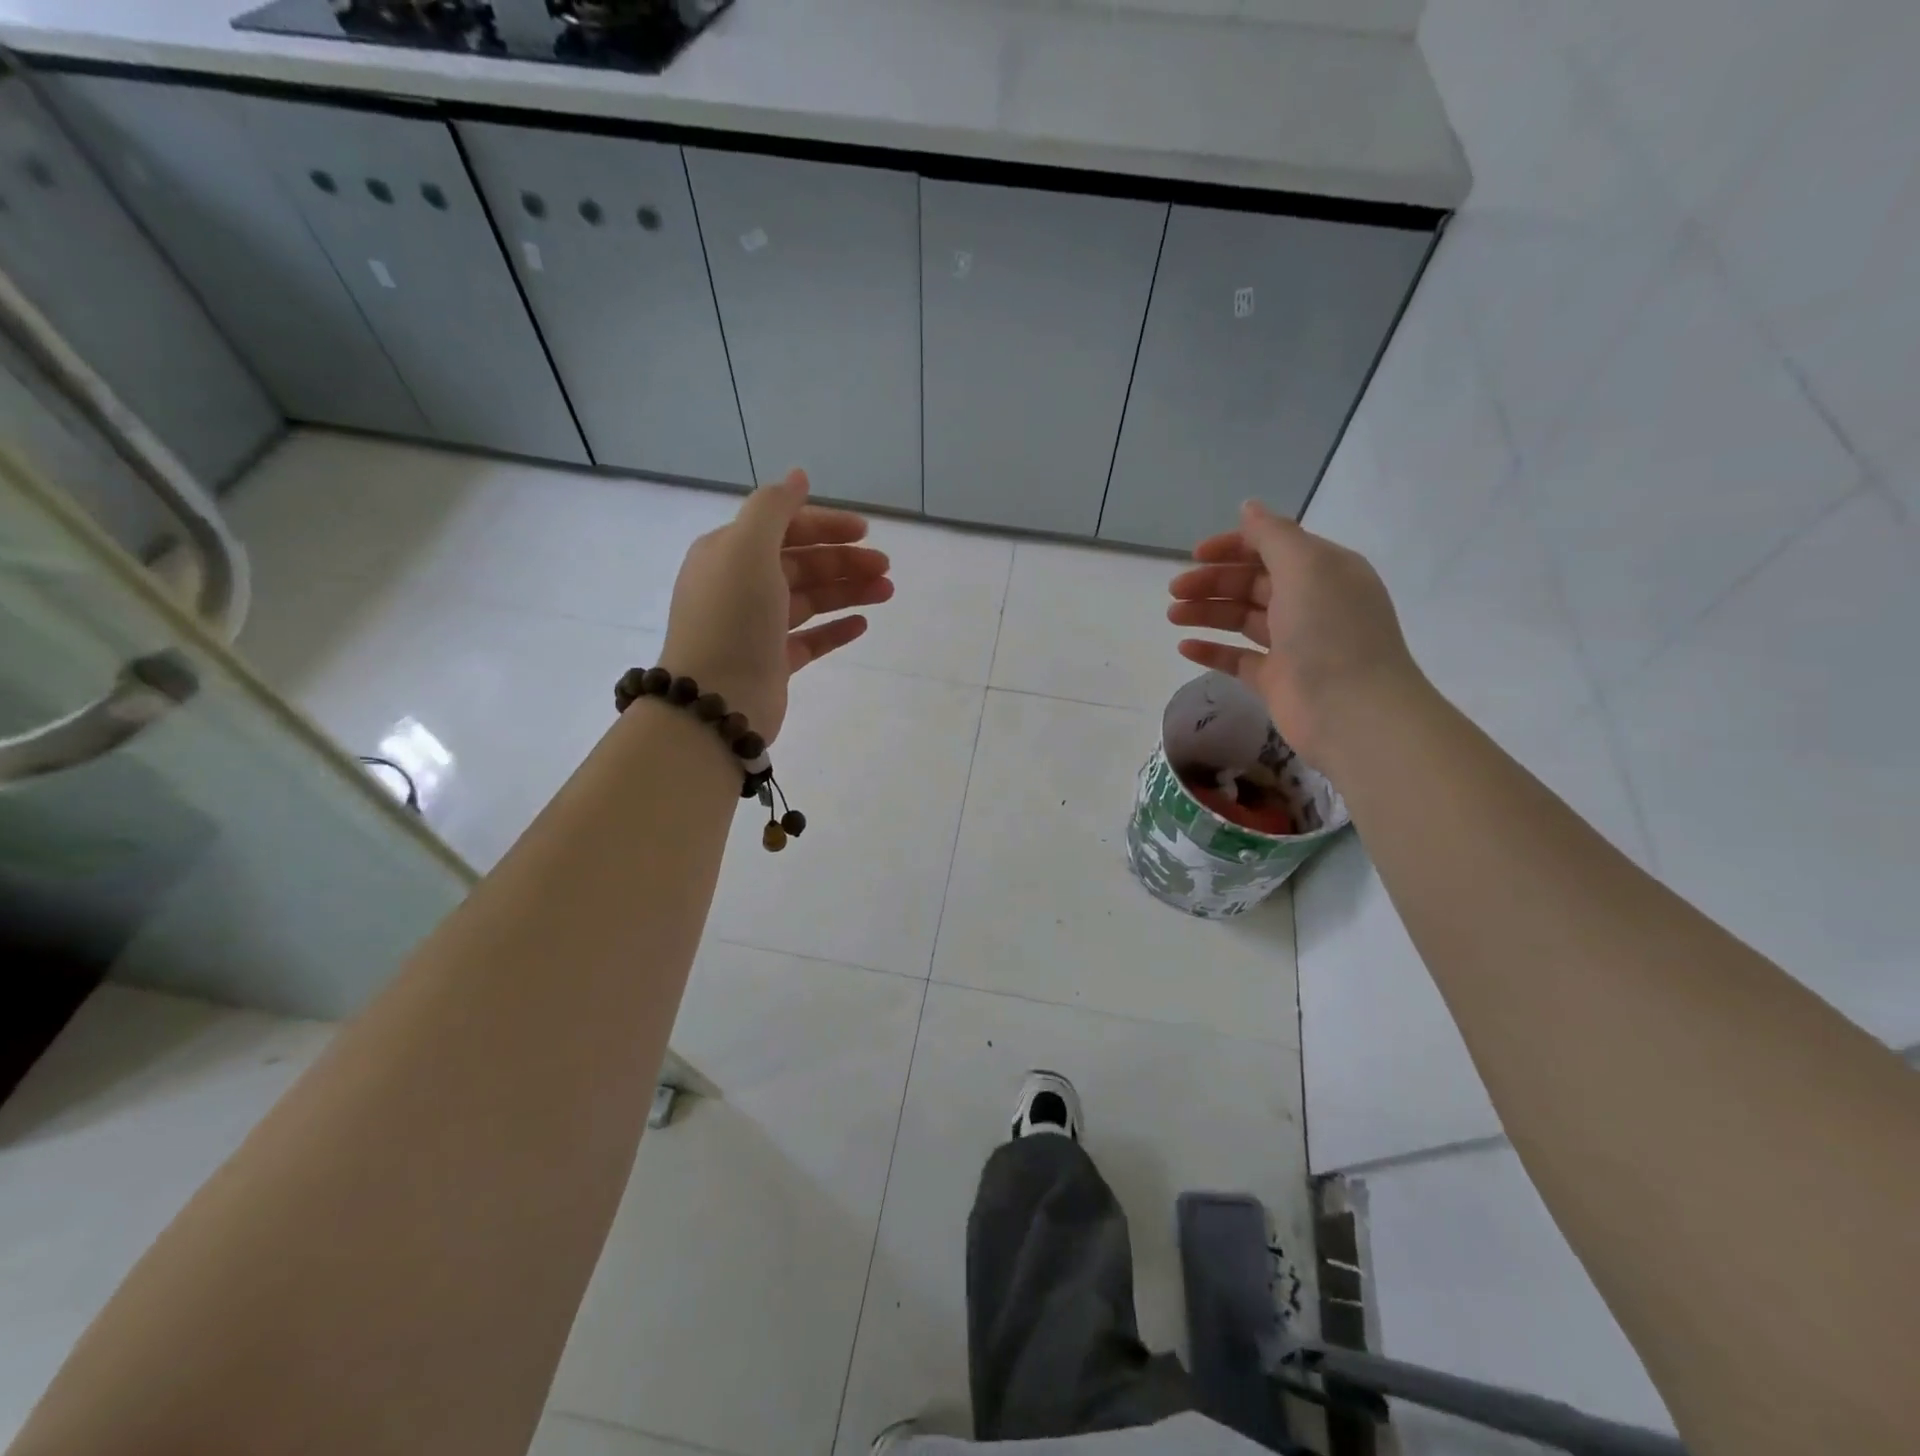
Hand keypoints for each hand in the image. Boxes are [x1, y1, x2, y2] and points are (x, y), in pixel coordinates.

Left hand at [660, 470, 891, 741]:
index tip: (866, 532)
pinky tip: (862, 623)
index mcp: (729, 553)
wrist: (716, 700)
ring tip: (887, 593)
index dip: (826, 526)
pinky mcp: (772, 662)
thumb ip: (774, 507)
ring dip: (847, 591)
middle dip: (844, 561)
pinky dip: (835, 628)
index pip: (784, 527)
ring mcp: (756, 627)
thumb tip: (798, 475)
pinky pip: (809, 639)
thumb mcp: (747, 548)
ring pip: (809, 600)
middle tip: (885, 568)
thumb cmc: (732, 618)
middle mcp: (740, 586)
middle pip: (801, 564)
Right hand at [1167, 500, 1422, 770]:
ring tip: (1173, 616)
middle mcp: (1309, 602)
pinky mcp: (1276, 679)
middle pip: (1252, 583)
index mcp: (1323, 571)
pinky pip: (1237, 658)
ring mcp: (1292, 643)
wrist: (1353, 711)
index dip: (1232, 547)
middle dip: (1212, 582)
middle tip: (1175, 591)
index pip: (1272, 548)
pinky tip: (1185, 647)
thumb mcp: (1305, 567)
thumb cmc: (1330, 630)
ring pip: (1242, 618)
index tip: (1195, 555)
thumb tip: (1248, 507)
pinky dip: (1212, 650)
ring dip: (1206, 612)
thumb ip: (1273, 535)